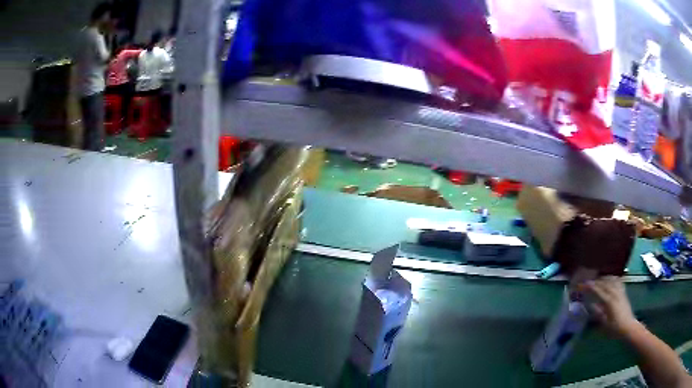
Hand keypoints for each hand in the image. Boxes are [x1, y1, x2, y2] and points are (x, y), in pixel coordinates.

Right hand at [583, 276, 638, 335]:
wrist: (628, 327)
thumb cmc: (614, 329)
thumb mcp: (604, 324)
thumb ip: (597, 313)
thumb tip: (590, 305)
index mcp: (609, 301)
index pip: (598, 291)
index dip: (590, 287)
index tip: (583, 285)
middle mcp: (615, 293)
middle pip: (605, 283)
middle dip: (596, 281)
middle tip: (588, 282)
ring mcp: (620, 291)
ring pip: (611, 280)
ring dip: (604, 278)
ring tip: (597, 280)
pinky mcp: (623, 292)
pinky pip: (617, 281)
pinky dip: (612, 278)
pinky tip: (610, 280)